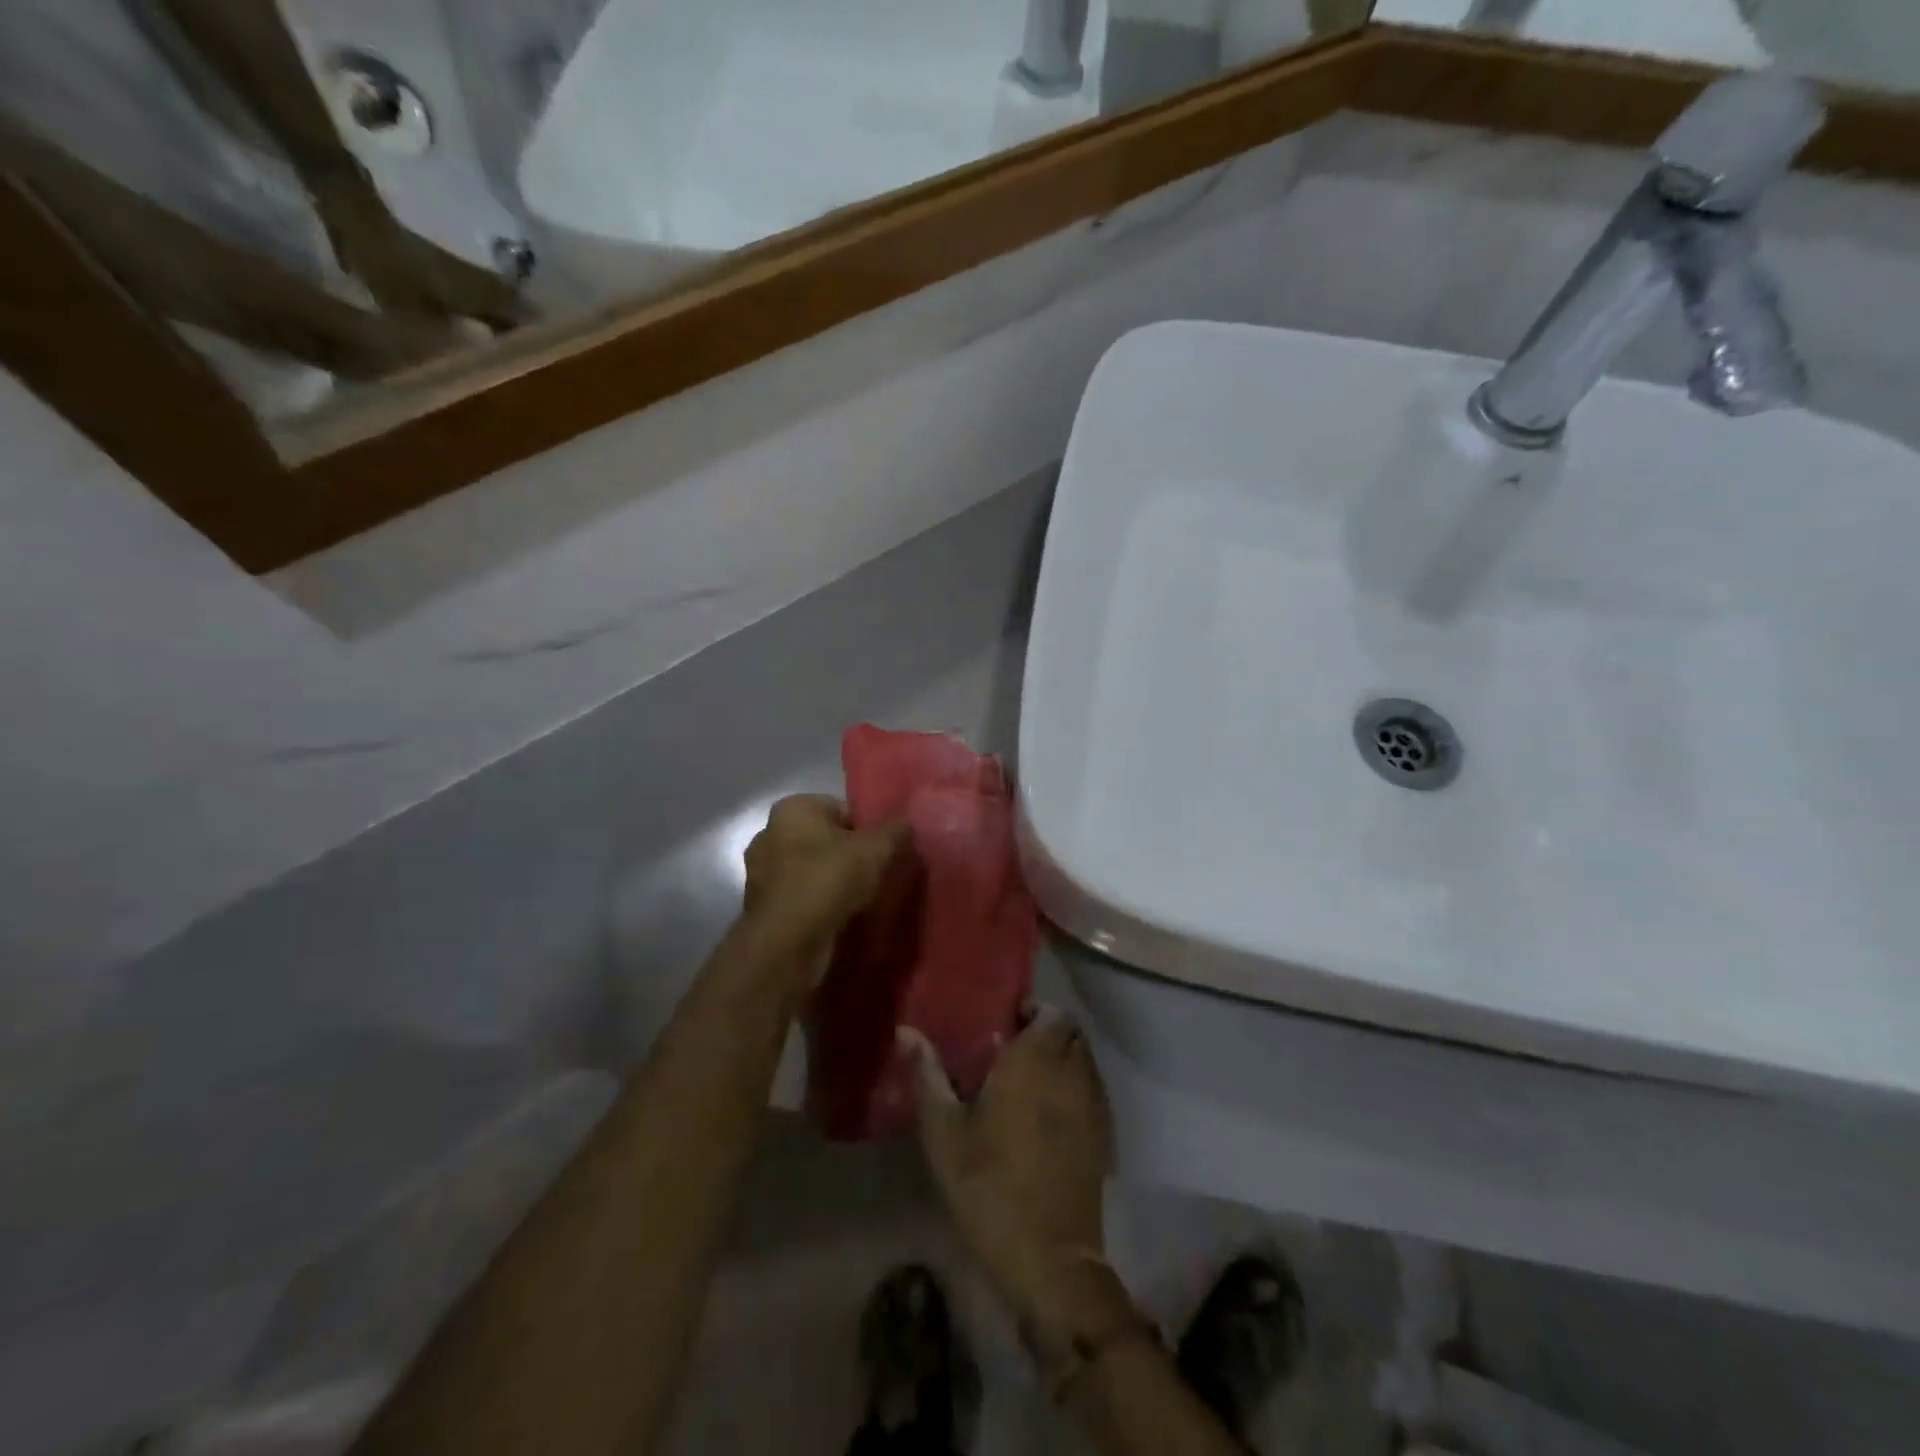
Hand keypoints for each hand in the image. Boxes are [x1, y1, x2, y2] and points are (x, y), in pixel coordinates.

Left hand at [742, 795, 910, 968]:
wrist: (787, 942)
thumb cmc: (829, 880)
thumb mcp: (876, 850)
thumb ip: (895, 832)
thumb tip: (906, 824)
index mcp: (793, 808)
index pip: (842, 810)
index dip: (867, 831)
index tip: (883, 854)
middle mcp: (769, 833)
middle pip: (825, 840)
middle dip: (848, 856)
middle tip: (874, 877)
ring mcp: (760, 872)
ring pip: (810, 870)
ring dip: (831, 883)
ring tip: (858, 902)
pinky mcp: (760, 906)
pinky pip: (799, 897)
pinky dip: (816, 904)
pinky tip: (836, 918)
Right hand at [908, 1010, 1135, 1345]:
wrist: (1049, 1258)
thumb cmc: (989, 1185)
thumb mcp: (944, 1131)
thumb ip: (927, 1074)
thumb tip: (906, 1030)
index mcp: (1035, 1061)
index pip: (1051, 1012)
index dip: (1033, 1011)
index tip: (1007, 1023)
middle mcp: (1071, 1073)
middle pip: (1070, 1033)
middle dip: (1047, 1032)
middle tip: (1013, 1050)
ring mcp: (1093, 1105)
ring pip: (1084, 1061)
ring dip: (1062, 1058)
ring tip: (1029, 1080)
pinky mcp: (1104, 1137)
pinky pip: (1092, 1092)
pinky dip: (1075, 1088)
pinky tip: (1048, 1115)